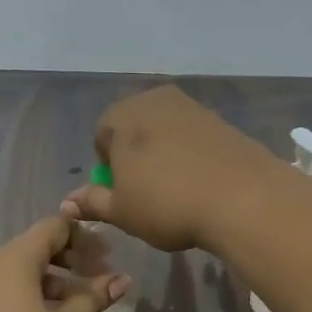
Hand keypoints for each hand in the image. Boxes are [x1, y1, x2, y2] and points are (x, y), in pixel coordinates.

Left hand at [0, 214, 129, 311]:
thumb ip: (93, 298)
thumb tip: (122, 279)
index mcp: (16, 258)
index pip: (53, 226)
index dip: (82, 234)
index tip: (107, 253)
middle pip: (37, 245)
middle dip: (71, 256)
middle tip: (99, 275)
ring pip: (23, 268)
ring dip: (54, 277)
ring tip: (80, 301)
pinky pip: (8, 286)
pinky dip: (33, 290)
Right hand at [62, 85, 282, 251]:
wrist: (244, 198)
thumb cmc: (167, 202)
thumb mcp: (122, 211)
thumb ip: (93, 202)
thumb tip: (68, 201)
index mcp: (123, 115)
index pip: (101, 135)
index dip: (107, 167)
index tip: (122, 193)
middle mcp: (155, 100)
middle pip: (134, 128)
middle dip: (135, 156)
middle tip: (146, 192)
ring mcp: (192, 107)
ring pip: (165, 132)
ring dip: (164, 155)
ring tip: (176, 191)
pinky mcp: (222, 121)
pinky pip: (194, 138)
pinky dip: (192, 156)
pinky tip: (201, 184)